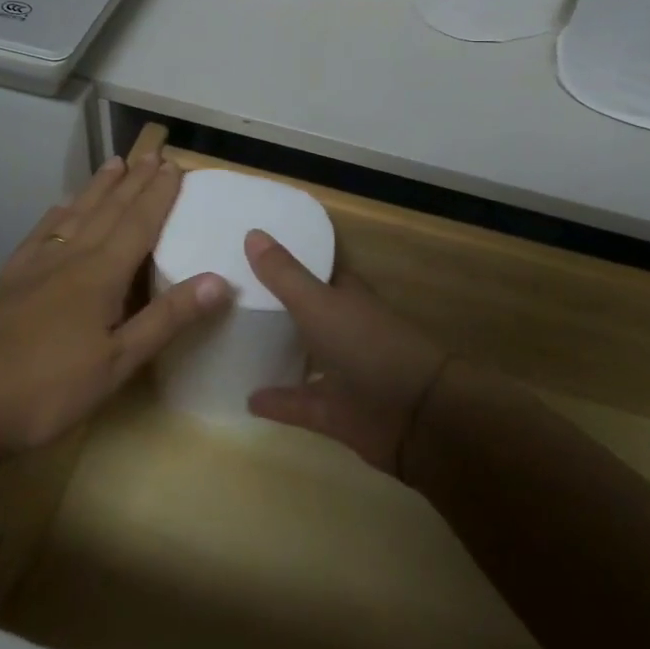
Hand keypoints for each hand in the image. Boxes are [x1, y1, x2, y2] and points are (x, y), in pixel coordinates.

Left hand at [0, 148, 230, 463]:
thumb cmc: (49, 387)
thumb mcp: (118, 363)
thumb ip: (167, 319)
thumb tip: (219, 280)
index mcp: (102, 274)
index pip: (139, 223)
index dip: (159, 194)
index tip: (174, 166)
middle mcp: (71, 257)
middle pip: (109, 210)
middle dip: (134, 182)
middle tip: (152, 155)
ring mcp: (36, 265)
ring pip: (76, 214)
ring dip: (98, 188)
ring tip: (114, 163)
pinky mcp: (10, 279)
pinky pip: (40, 234)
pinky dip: (56, 215)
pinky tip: (60, 207)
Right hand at [244, 229, 447, 472]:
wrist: (417, 415)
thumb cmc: (368, 346)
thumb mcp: (319, 304)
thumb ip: (285, 275)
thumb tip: (252, 232)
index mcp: (345, 296)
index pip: (314, 270)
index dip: (286, 262)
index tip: (248, 253)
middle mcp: (343, 329)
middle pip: (305, 313)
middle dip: (275, 306)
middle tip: (232, 297)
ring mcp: (342, 372)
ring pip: (304, 356)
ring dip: (276, 352)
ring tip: (234, 345)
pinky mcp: (336, 410)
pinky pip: (299, 402)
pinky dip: (277, 401)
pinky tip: (247, 399)